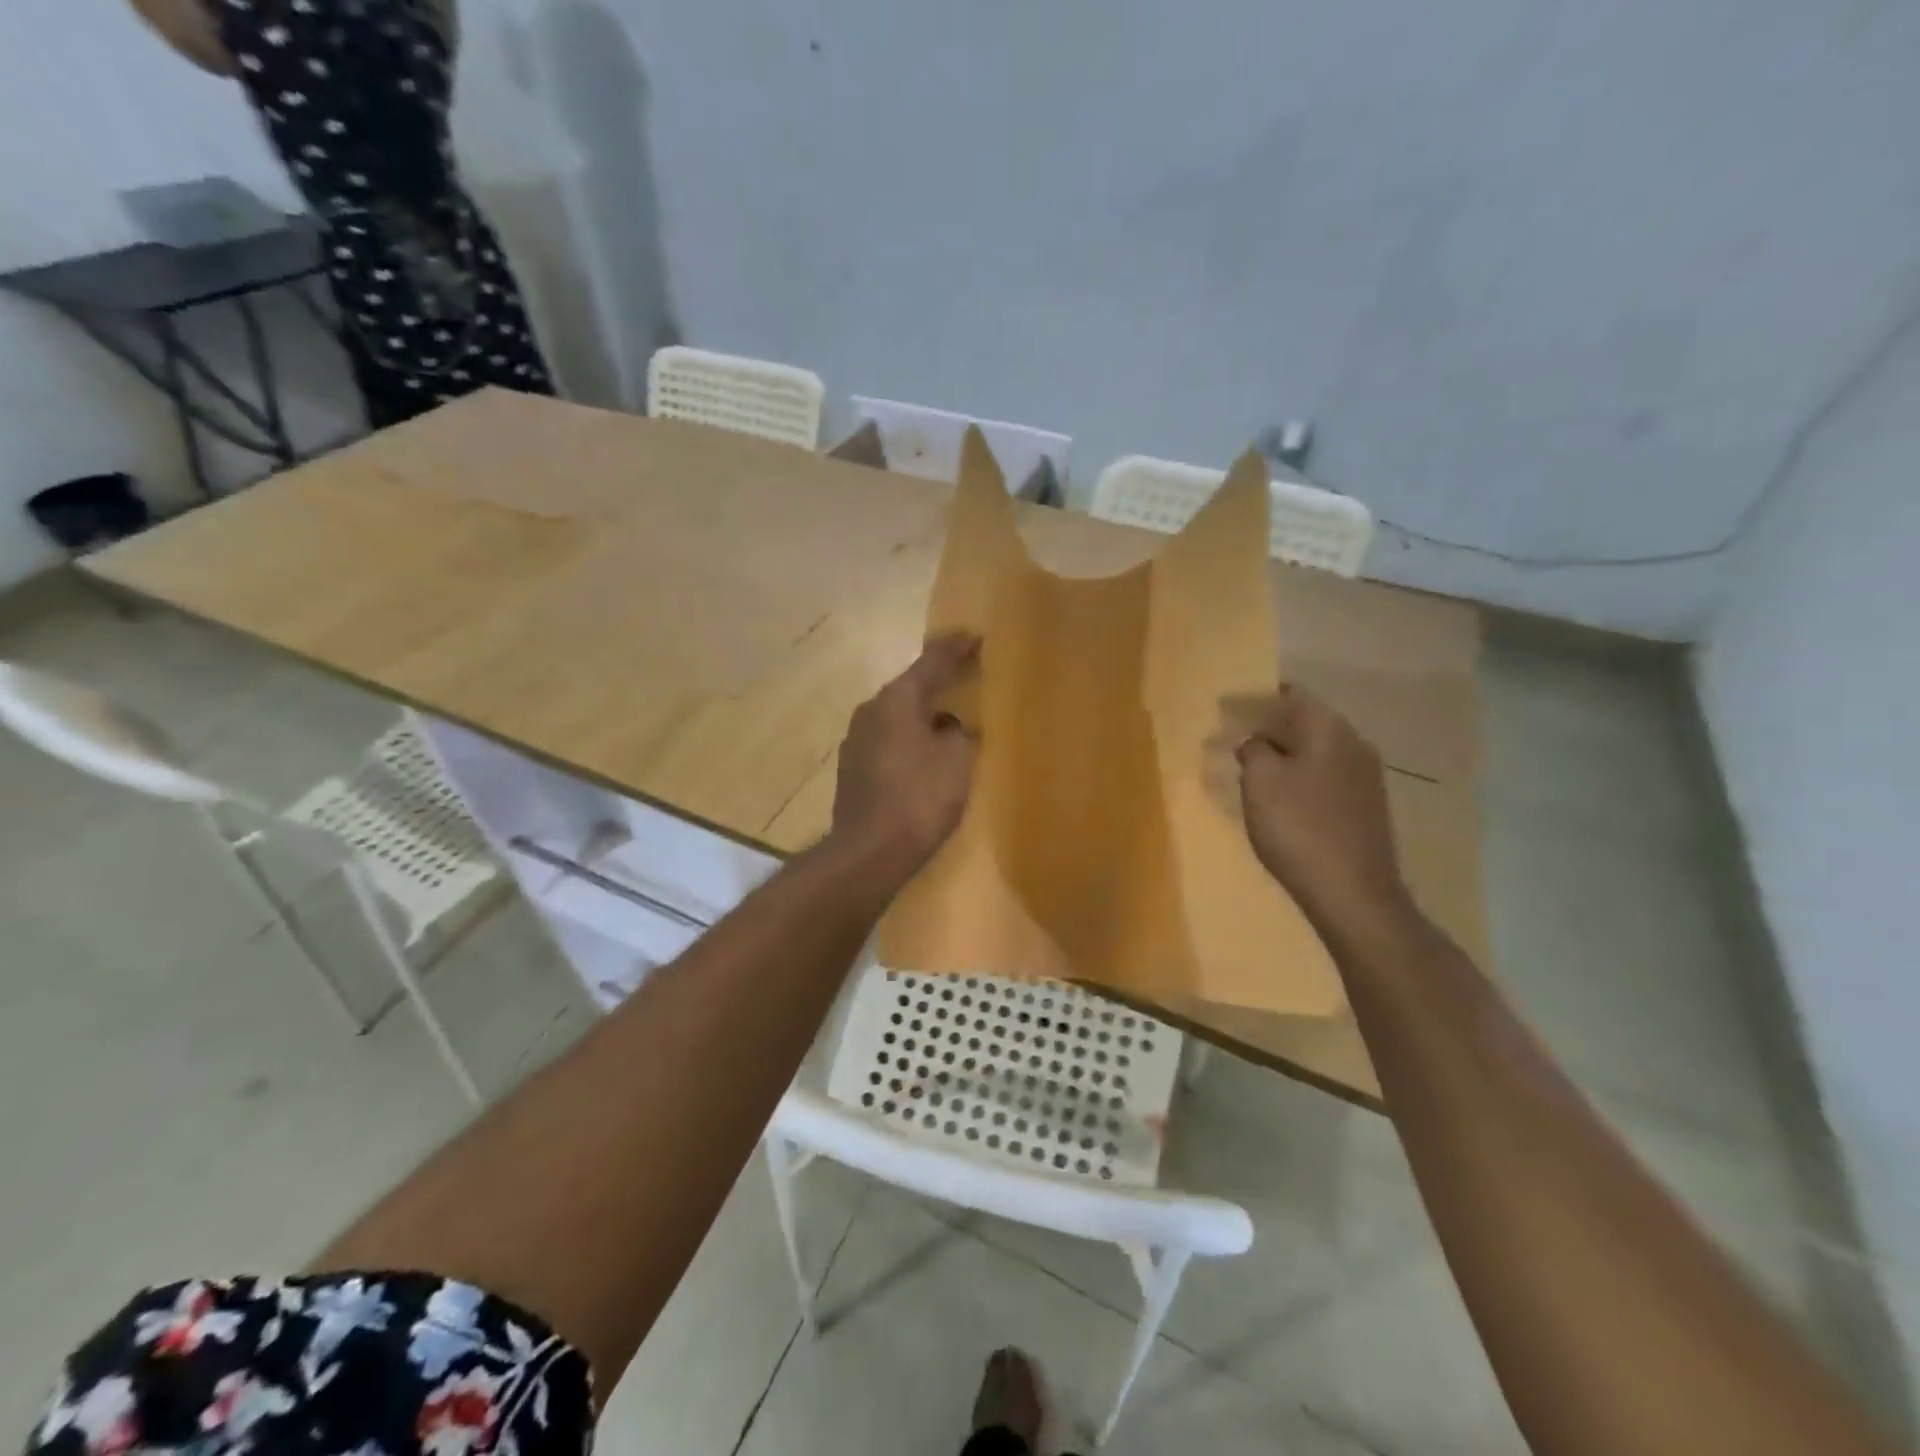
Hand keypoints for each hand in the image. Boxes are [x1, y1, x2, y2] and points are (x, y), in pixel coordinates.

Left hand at [829, 634, 980, 885]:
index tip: (975, 636)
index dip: (956, 649)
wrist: (868, 852)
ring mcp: (856, 740)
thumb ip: (960, 733)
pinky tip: (924, 756)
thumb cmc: (919, 798)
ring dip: (923, 714)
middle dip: (938, 681)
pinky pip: (889, 741)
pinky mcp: (853, 769)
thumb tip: (950, 727)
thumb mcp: (957, 760)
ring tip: (949, 719)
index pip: (931, 662)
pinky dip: (910, 739)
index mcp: (896, 701)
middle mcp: (870, 711)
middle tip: (965, 674)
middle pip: (910, 688)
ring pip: (897, 716)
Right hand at [1236, 685, 1411, 932]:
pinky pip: (1327, 777)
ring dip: (1286, 754)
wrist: (1354, 895)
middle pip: (1307, 721)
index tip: (1228, 707)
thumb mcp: (1260, 782)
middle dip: (1270, 726)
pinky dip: (1301, 777)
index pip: (1292, 694)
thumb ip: (1253, 751)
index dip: (1258, 697)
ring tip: (1252, 768)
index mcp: (1330, 729)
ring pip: (1317, 751)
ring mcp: (1366, 778)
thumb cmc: (1299, 828)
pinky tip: (1281, 798)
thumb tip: (1256, 741)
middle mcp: (1355, 744)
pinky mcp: (1366, 808)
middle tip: (1234, 737)